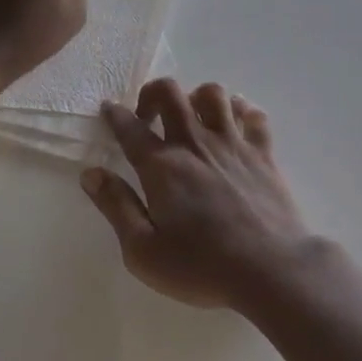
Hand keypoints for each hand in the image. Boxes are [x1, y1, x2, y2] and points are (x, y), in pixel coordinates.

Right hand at [84, 80, 314, 309]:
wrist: (270, 267)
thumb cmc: (201, 266)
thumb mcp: (143, 251)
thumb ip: (116, 207)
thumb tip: (91, 173)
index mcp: (162, 166)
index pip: (131, 128)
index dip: (115, 115)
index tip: (109, 109)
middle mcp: (195, 143)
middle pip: (171, 93)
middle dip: (153, 93)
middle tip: (149, 115)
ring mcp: (232, 143)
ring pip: (213, 94)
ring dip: (197, 97)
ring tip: (192, 117)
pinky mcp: (263, 151)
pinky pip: (252, 114)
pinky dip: (241, 110)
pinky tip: (235, 121)